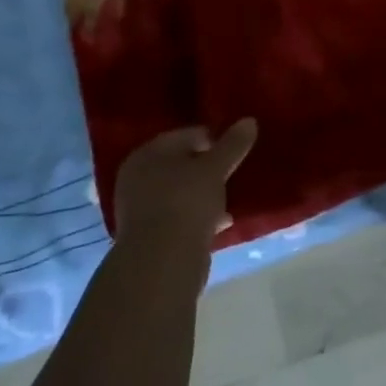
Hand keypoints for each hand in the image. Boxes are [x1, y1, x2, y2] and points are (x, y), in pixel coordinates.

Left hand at [113, 120, 258, 254]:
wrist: (161, 265)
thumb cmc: (185, 202)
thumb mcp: (215, 168)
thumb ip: (232, 144)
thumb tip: (249, 121)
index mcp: (147, 153)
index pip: (185, 135)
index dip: (212, 139)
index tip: (233, 150)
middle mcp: (137, 178)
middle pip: (180, 164)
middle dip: (206, 169)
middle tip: (231, 174)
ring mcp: (139, 210)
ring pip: (179, 192)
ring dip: (202, 195)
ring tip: (228, 200)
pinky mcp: (148, 238)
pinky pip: (178, 217)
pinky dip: (197, 217)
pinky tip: (220, 224)